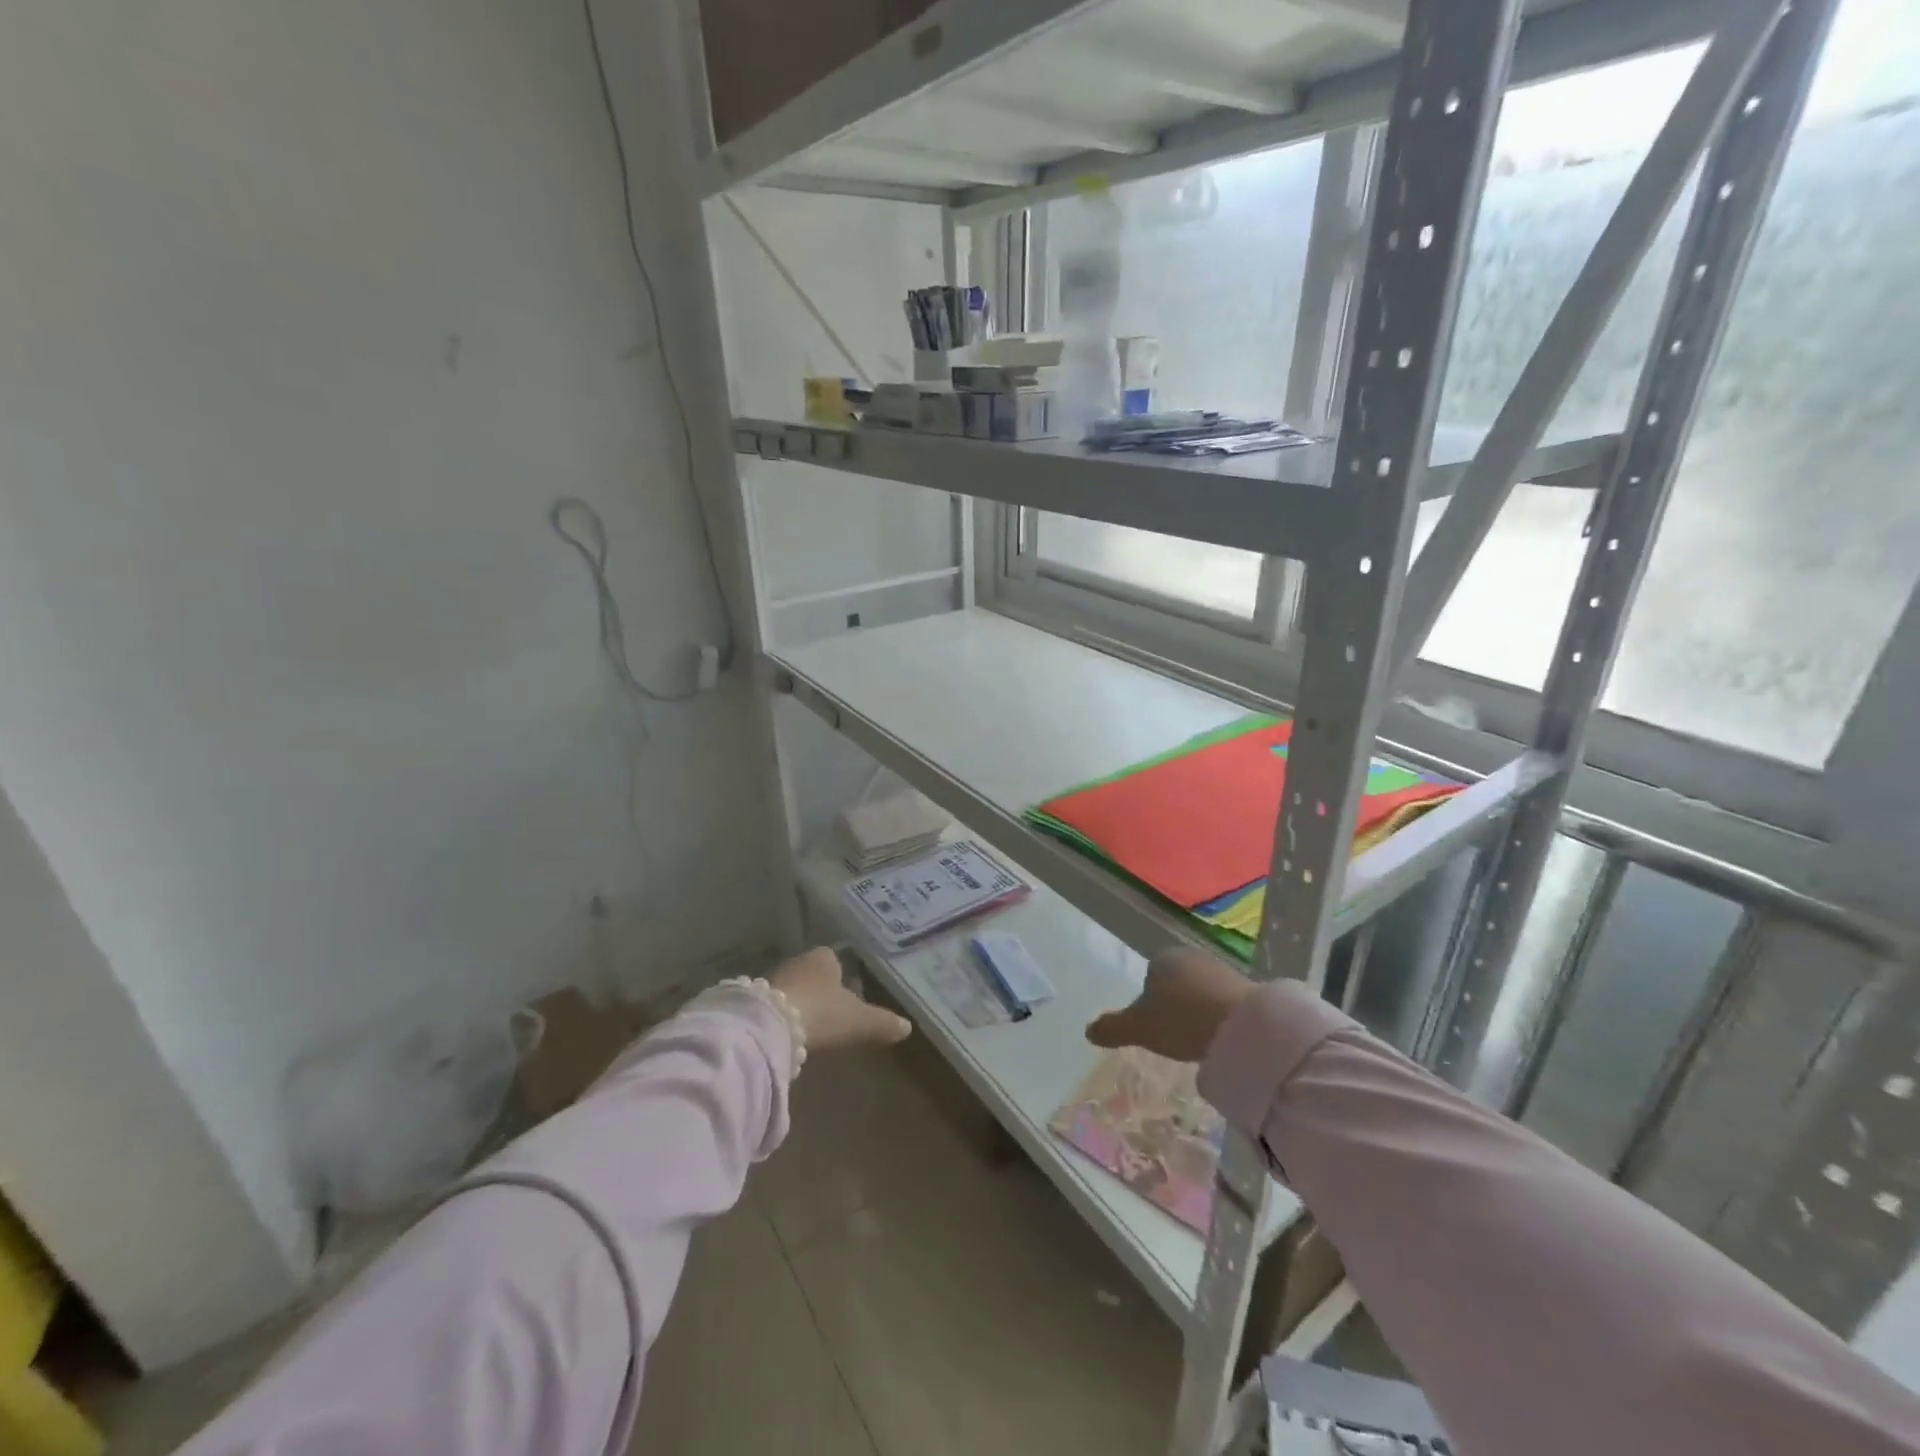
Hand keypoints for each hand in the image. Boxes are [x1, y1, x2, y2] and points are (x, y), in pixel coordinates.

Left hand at [769, 947, 912, 1052]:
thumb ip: (883, 1023)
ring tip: (811, 1028)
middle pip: (813, 974)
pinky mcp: (753, 1002)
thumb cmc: (822, 1013)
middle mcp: (798, 962)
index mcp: (824, 958)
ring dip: (801, 1004)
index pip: (836, 960)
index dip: (844, 977)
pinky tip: (788, 1036)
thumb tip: (907, 1027)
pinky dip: (783, 1018)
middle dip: (822, 990)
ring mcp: (773, 980)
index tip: (850, 996)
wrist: (770, 1028)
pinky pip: (775, 1007)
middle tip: (832, 1013)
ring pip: (794, 989)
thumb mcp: (860, 1021)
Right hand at [1086, 947, 1253, 1063]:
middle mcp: (1190, 955)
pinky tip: (1218, 1035)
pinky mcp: (1245, 985)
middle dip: (1173, 1003)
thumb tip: (1088, 1031)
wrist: (1241, 1026)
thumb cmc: (1181, 1019)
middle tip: (1173, 1034)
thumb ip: (1113, 1028)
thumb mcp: (1139, 1029)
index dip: (1148, 1001)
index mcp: (1161, 958)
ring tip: (1197, 1038)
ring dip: (1197, 1009)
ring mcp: (1220, 968)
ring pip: (1199, 990)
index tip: (1154, 1026)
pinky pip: (1222, 1000)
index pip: (1149, 976)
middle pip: (1175, 981)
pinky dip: (1218, 1015)